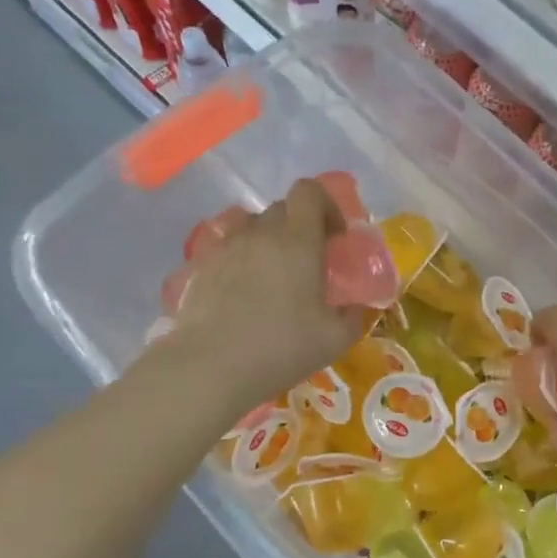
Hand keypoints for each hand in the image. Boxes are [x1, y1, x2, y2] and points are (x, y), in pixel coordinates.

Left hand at [165, 178, 364, 404]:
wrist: (210, 366)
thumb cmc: (281, 347)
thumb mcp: (335, 340)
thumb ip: (353, 317)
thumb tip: (355, 308)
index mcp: (298, 241)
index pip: (309, 191)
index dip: (326, 205)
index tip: (335, 236)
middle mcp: (260, 234)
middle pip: (281, 208)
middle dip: (300, 226)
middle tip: (309, 261)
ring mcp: (226, 249)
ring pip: (251, 227)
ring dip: (268, 241)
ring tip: (274, 274)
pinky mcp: (201, 268)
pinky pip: (227, 250)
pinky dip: (241, 262)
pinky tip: (244, 295)